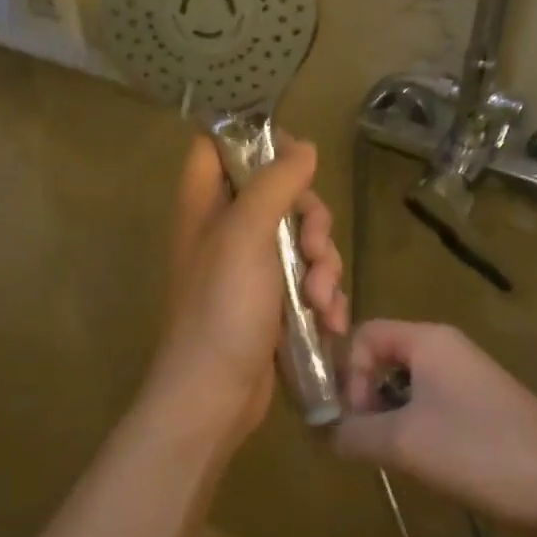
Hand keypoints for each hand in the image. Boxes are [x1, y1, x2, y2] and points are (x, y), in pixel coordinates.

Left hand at [151, 135, 348, 442]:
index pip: (218, 146)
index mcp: (206, 204)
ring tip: (321, 300)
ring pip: (301, 238)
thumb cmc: (222, 308)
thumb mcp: (246, 235)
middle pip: (279, 193)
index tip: (296, 154)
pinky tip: (330, 320)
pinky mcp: (272, 302)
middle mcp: (226, 230)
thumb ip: (274, 184)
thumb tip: (304, 146)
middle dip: (311, 219)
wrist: (214, 396)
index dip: (255, 140)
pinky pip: (308, 279)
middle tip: (315, 245)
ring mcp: (250, 268)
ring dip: (324, 265)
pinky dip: (323, 296)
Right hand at [332, 320, 536, 533]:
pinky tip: (428, 462)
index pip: (364, 334)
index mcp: (428, 339)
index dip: (348, 373)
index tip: (355, 418)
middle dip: (367, 396)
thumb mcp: (402, 443)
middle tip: (370, 440)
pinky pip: (434, 402)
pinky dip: (418, 425)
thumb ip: (352, 433)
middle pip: (385, 357)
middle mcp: (449, 347)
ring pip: (409, 383)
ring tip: (397, 455)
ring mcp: (472, 376)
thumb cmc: (477, 452)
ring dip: (391, 415)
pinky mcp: (487, 406)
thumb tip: (326, 434)